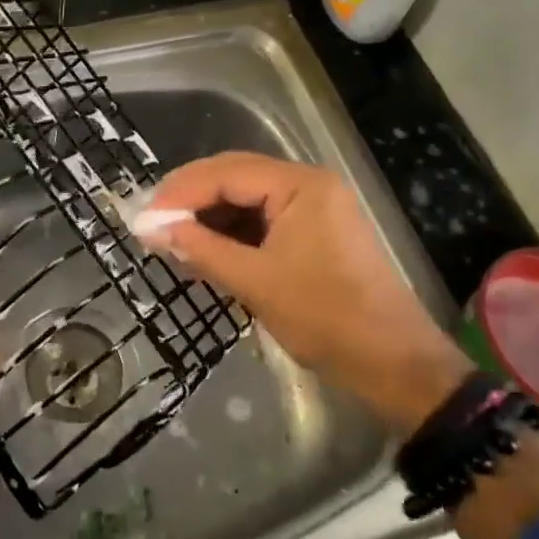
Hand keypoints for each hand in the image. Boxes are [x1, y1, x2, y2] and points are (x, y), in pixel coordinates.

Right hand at [144, 152, 472, 429]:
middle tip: (152, 225)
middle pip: (234, 178)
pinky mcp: (315, 231)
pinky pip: (263, 220)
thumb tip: (149, 229)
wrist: (395, 365)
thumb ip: (200, 250)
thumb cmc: (326, 319)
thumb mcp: (255, 283)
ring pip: (246, 200)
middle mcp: (308, 184)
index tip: (142, 218)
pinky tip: (207, 252)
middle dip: (191, 200)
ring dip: (210, 218)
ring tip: (173, 241)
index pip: (225, 173)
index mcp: (300, 185)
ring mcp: (314, 207)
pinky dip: (233, 234)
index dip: (179, 193)